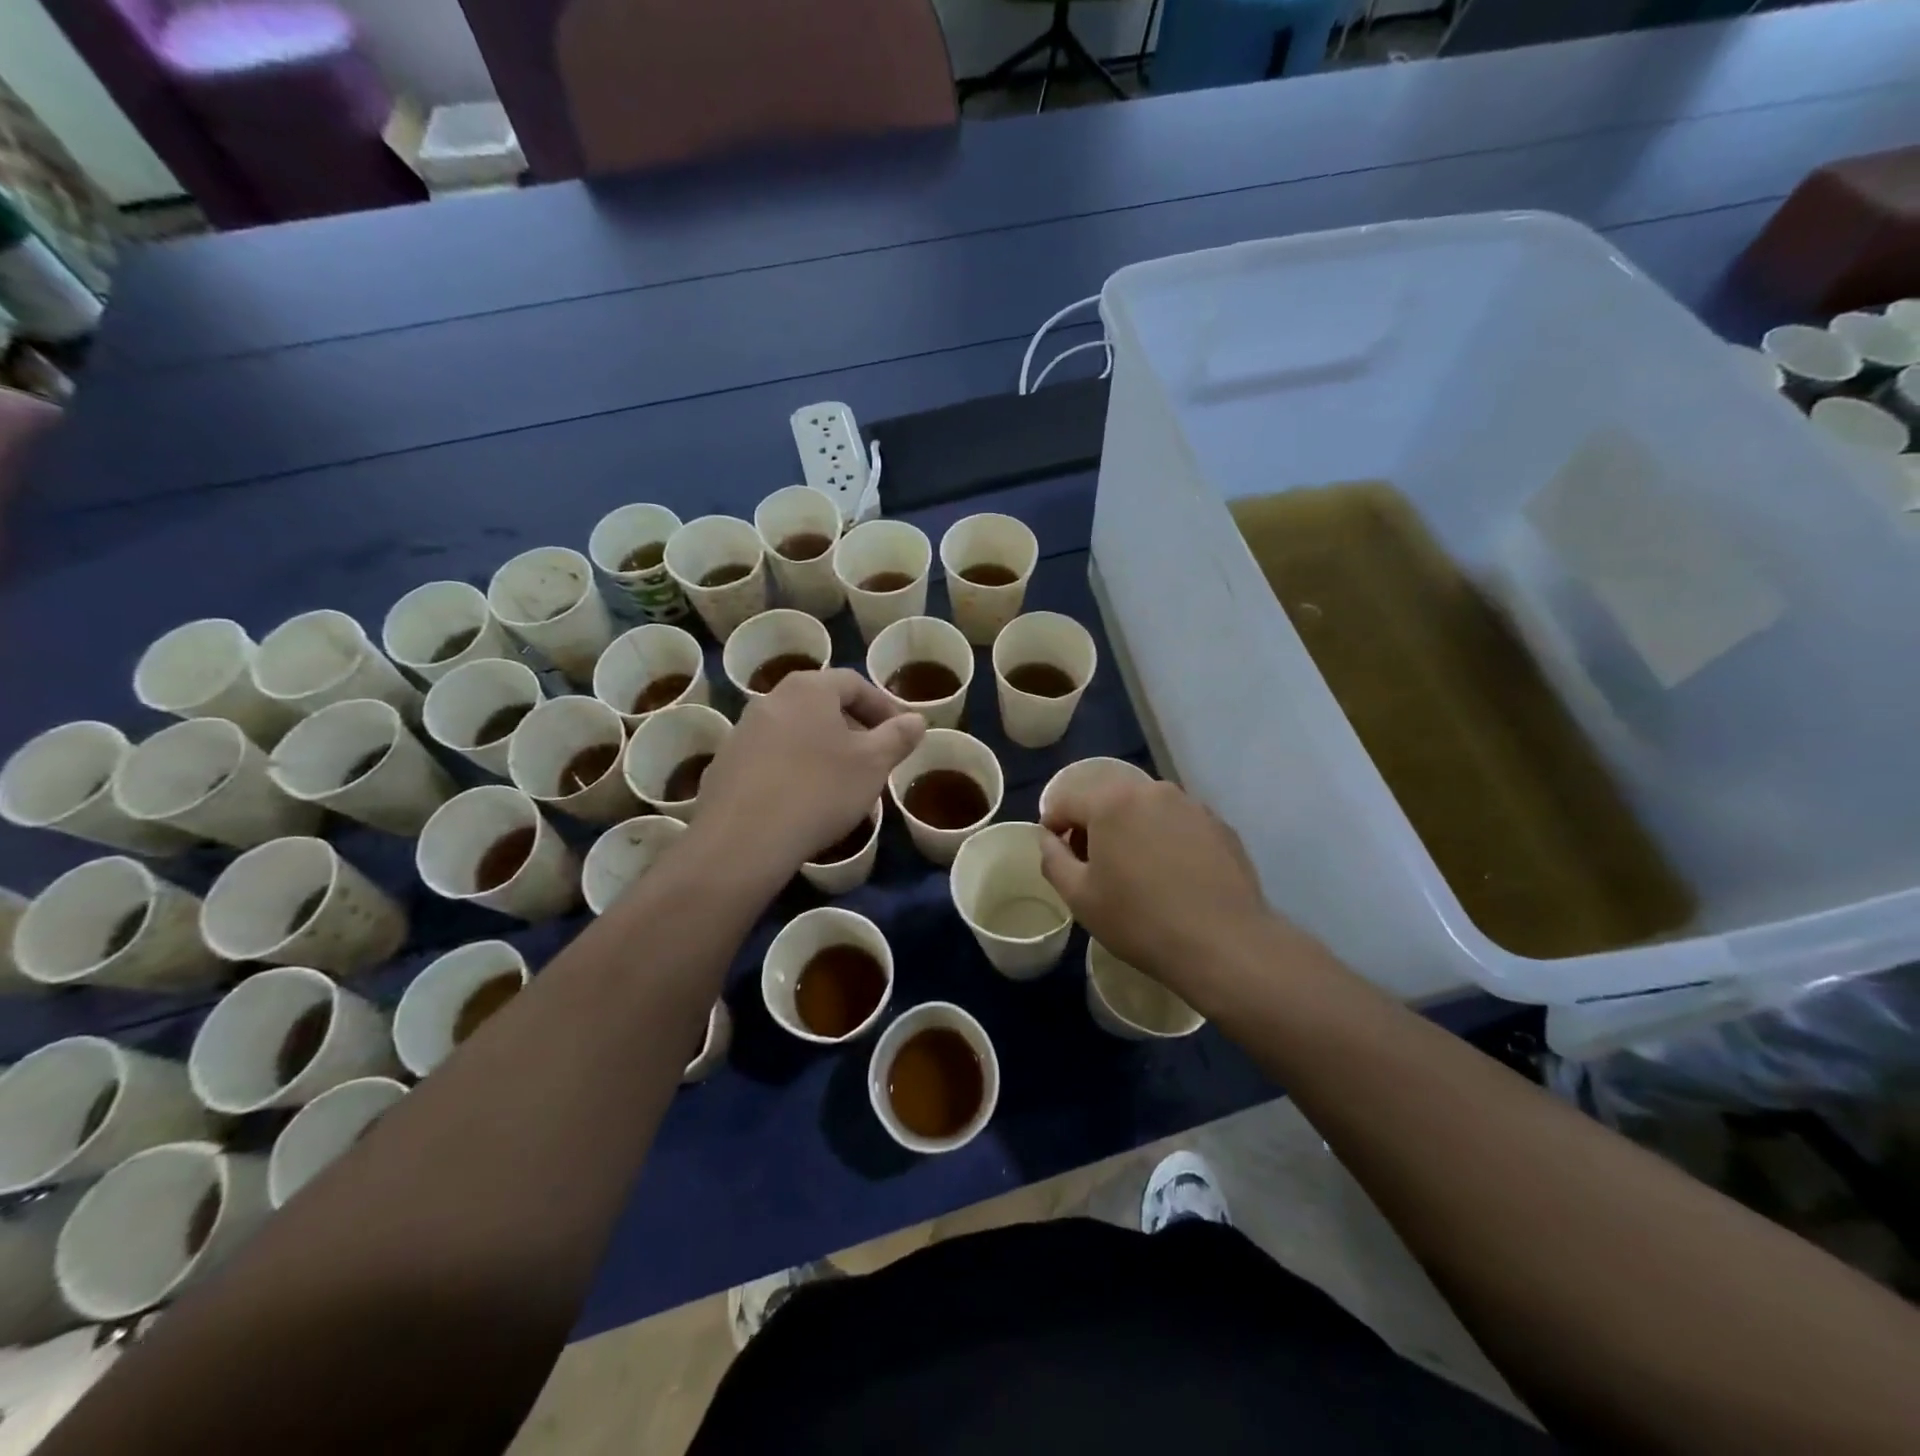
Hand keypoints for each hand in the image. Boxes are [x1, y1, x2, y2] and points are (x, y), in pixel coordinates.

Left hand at [693, 668, 925, 876]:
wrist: (743, 839)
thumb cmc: (819, 790)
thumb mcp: (873, 764)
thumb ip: (898, 737)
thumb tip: (916, 719)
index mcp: (808, 688)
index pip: (854, 683)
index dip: (883, 706)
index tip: (900, 734)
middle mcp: (771, 699)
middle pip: (822, 705)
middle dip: (852, 728)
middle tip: (873, 759)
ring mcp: (742, 732)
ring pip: (795, 732)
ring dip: (822, 750)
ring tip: (841, 784)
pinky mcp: (725, 765)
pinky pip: (771, 758)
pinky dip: (793, 770)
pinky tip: (803, 802)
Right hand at [1039, 778, 1275, 999]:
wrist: (1224, 944)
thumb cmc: (1140, 921)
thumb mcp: (1079, 897)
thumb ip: (1053, 859)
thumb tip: (1049, 838)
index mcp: (1111, 802)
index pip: (1067, 801)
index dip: (1054, 825)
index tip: (1057, 852)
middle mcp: (1152, 791)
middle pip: (1108, 801)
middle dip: (1094, 826)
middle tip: (1094, 866)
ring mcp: (1191, 805)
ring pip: (1145, 810)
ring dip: (1131, 831)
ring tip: (1136, 872)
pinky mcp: (1219, 825)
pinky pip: (1178, 824)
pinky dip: (1165, 840)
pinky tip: (1173, 876)